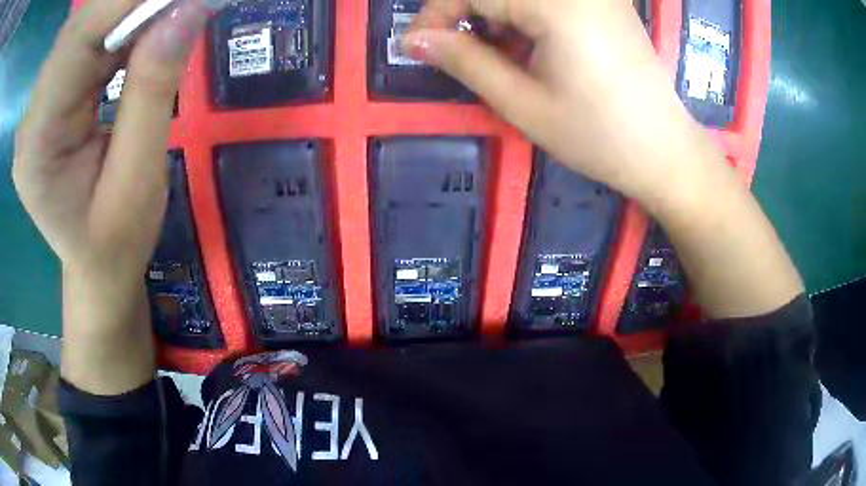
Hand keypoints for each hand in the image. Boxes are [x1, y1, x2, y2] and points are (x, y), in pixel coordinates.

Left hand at [13, 0, 218, 394]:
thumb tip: (188, 10)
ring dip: (131, 9)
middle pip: (80, 25)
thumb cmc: (116, 241)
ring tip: (171, 12)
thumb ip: (154, 89)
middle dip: (133, 0)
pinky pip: (88, 41)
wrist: (96, 267)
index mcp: (38, 145)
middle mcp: (32, 116)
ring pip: (86, 26)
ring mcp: (40, 105)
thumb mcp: (139, 176)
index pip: (78, 40)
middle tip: (182, 1)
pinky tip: (148, 28)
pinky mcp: (53, 97)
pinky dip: (123, 23)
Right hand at [404, 0, 696, 199]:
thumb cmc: (597, 136)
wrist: (663, 150)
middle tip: (451, 50)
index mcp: (557, 5)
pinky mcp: (605, 1)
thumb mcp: (522, 104)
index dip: (436, 14)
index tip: (416, 46)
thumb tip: (414, 39)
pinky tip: (526, 43)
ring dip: (494, 13)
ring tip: (492, 53)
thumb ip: (464, 61)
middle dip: (463, 12)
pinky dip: (522, 13)